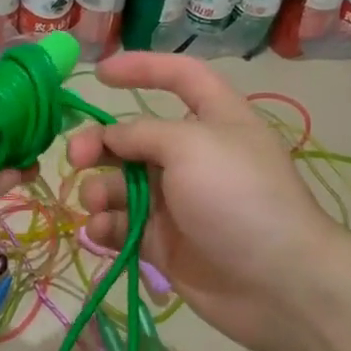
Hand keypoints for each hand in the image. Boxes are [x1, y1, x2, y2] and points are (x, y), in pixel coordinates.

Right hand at [65, 53, 347, 350]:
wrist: (275, 282)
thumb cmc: (238, 197)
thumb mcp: (190, 146)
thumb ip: (142, 133)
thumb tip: (111, 136)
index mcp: (216, 119)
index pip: (180, 77)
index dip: (142, 68)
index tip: (99, 75)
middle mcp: (194, 157)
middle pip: (135, 138)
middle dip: (100, 144)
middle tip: (75, 156)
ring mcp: (177, 203)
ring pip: (121, 185)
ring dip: (100, 190)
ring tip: (96, 203)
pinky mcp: (163, 242)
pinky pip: (123, 225)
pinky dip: (106, 226)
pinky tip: (101, 232)